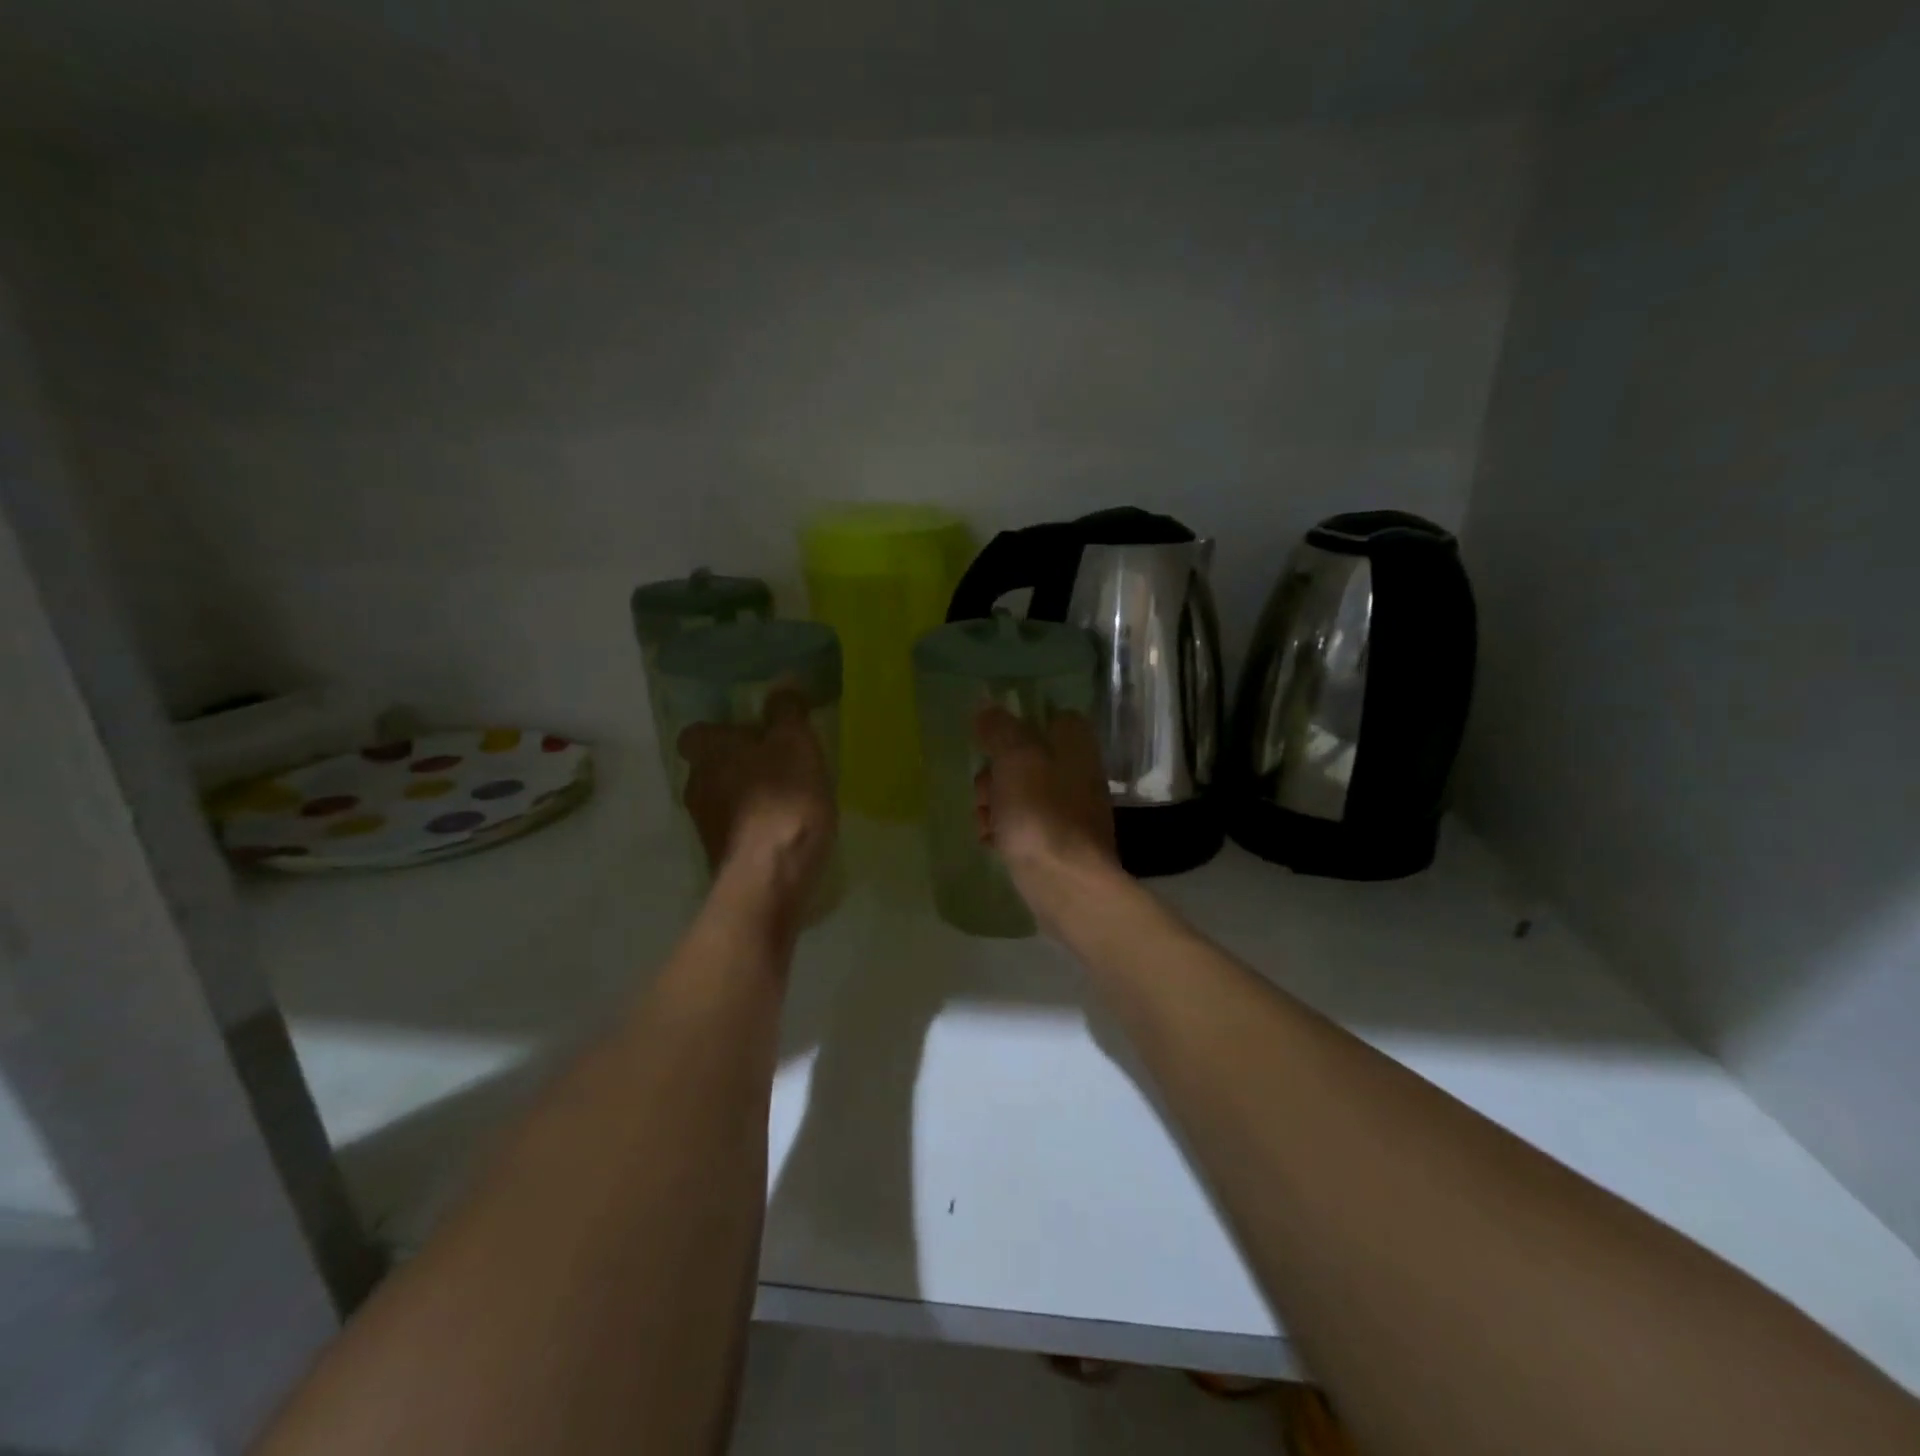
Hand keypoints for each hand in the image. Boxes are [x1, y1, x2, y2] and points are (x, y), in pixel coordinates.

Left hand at [678, 688, 836, 910]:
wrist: (771, 879)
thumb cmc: (783, 800)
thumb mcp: (795, 744)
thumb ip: (787, 712)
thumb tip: (783, 682)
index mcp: (708, 753)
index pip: (697, 733)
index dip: (722, 731)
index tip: (753, 733)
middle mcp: (696, 787)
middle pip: (711, 767)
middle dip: (738, 764)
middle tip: (777, 763)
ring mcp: (706, 826)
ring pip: (723, 800)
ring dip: (747, 797)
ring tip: (787, 798)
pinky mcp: (722, 858)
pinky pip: (737, 830)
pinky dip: (755, 827)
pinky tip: (785, 830)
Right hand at [973, 706, 1119, 899]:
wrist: (1065, 884)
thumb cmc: (1040, 813)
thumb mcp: (1015, 759)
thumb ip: (1000, 730)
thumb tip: (987, 708)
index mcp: (1075, 744)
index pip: (1050, 716)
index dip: (1017, 725)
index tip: (990, 741)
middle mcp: (1079, 771)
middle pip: (1027, 758)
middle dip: (995, 774)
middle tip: (985, 792)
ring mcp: (1071, 809)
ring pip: (1022, 793)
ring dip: (995, 804)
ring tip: (985, 823)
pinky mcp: (1061, 841)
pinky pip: (1026, 824)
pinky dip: (1006, 830)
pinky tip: (992, 843)